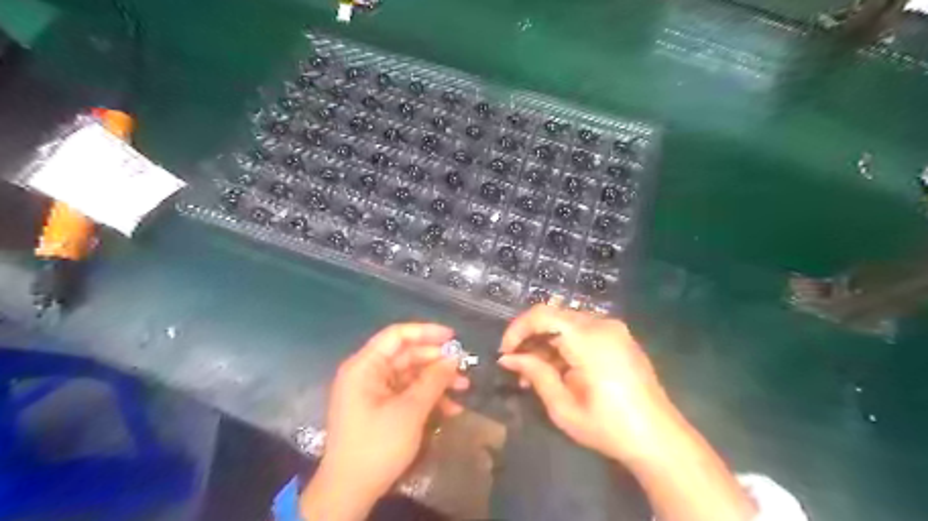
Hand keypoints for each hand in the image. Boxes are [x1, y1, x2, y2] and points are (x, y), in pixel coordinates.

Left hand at [300, 323, 468, 517]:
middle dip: (436, 361)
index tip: (453, 337)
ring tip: (464, 387)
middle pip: (406, 355)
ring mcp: (373, 391)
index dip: (426, 332)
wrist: (350, 492)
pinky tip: (450, 408)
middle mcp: (367, 373)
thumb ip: (433, 380)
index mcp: (365, 366)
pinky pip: (407, 393)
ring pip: (410, 375)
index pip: (397, 335)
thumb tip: (454, 358)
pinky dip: (427, 397)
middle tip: (464, 367)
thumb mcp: (410, 411)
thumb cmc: (377, 445)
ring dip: (436, 380)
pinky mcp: (380, 408)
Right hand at [501, 304, 674, 463]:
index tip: (505, 352)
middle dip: (531, 338)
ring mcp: (614, 329)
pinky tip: (559, 369)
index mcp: (588, 338)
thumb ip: (535, 374)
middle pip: (553, 316)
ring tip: (535, 374)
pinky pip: (583, 330)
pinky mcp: (620, 337)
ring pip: (566, 323)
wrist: (660, 440)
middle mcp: (602, 324)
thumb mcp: (563, 407)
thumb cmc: (609, 427)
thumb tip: (508, 358)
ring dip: (546, 342)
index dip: (517, 329)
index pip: (542, 314)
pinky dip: (565, 344)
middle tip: (517, 366)